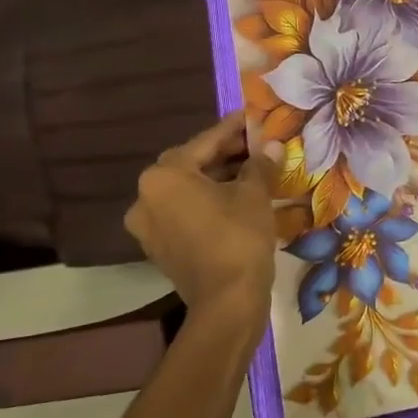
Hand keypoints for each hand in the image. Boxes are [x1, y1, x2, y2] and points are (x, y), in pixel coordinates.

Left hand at [125, 115, 278, 330]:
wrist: (226, 302)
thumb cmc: (239, 237)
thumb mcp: (254, 194)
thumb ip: (260, 164)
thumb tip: (271, 145)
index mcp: (164, 176)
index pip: (205, 142)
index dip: (234, 128)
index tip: (253, 115)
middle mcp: (146, 197)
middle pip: (191, 164)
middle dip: (225, 152)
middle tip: (256, 143)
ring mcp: (149, 225)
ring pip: (187, 189)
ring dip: (217, 177)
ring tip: (252, 168)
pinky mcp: (159, 246)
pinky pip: (185, 211)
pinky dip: (208, 200)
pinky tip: (237, 196)